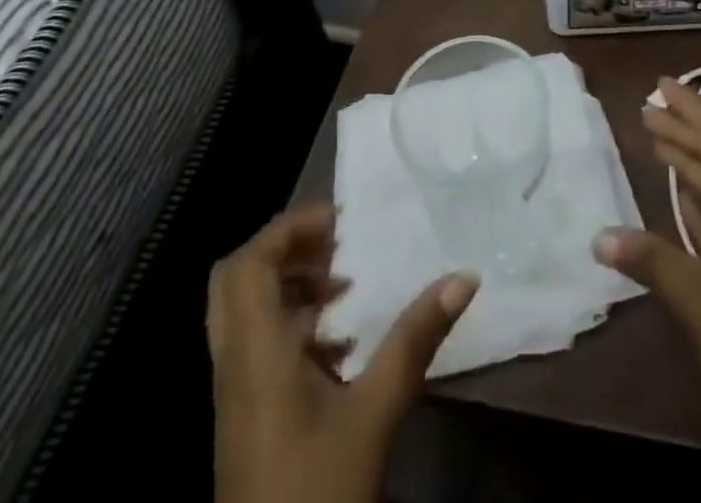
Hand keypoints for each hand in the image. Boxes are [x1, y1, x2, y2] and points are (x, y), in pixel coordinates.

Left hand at [207, 204, 479, 502]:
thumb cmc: (318, 491)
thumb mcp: (374, 414)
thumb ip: (415, 340)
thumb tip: (465, 276)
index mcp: (254, 354)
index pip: (248, 264)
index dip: (289, 229)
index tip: (342, 223)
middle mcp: (235, 364)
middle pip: (236, 280)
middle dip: (286, 250)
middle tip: (337, 245)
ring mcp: (237, 394)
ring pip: (246, 312)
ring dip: (291, 286)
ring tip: (346, 287)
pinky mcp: (248, 418)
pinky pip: (258, 345)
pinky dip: (293, 324)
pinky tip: (341, 345)